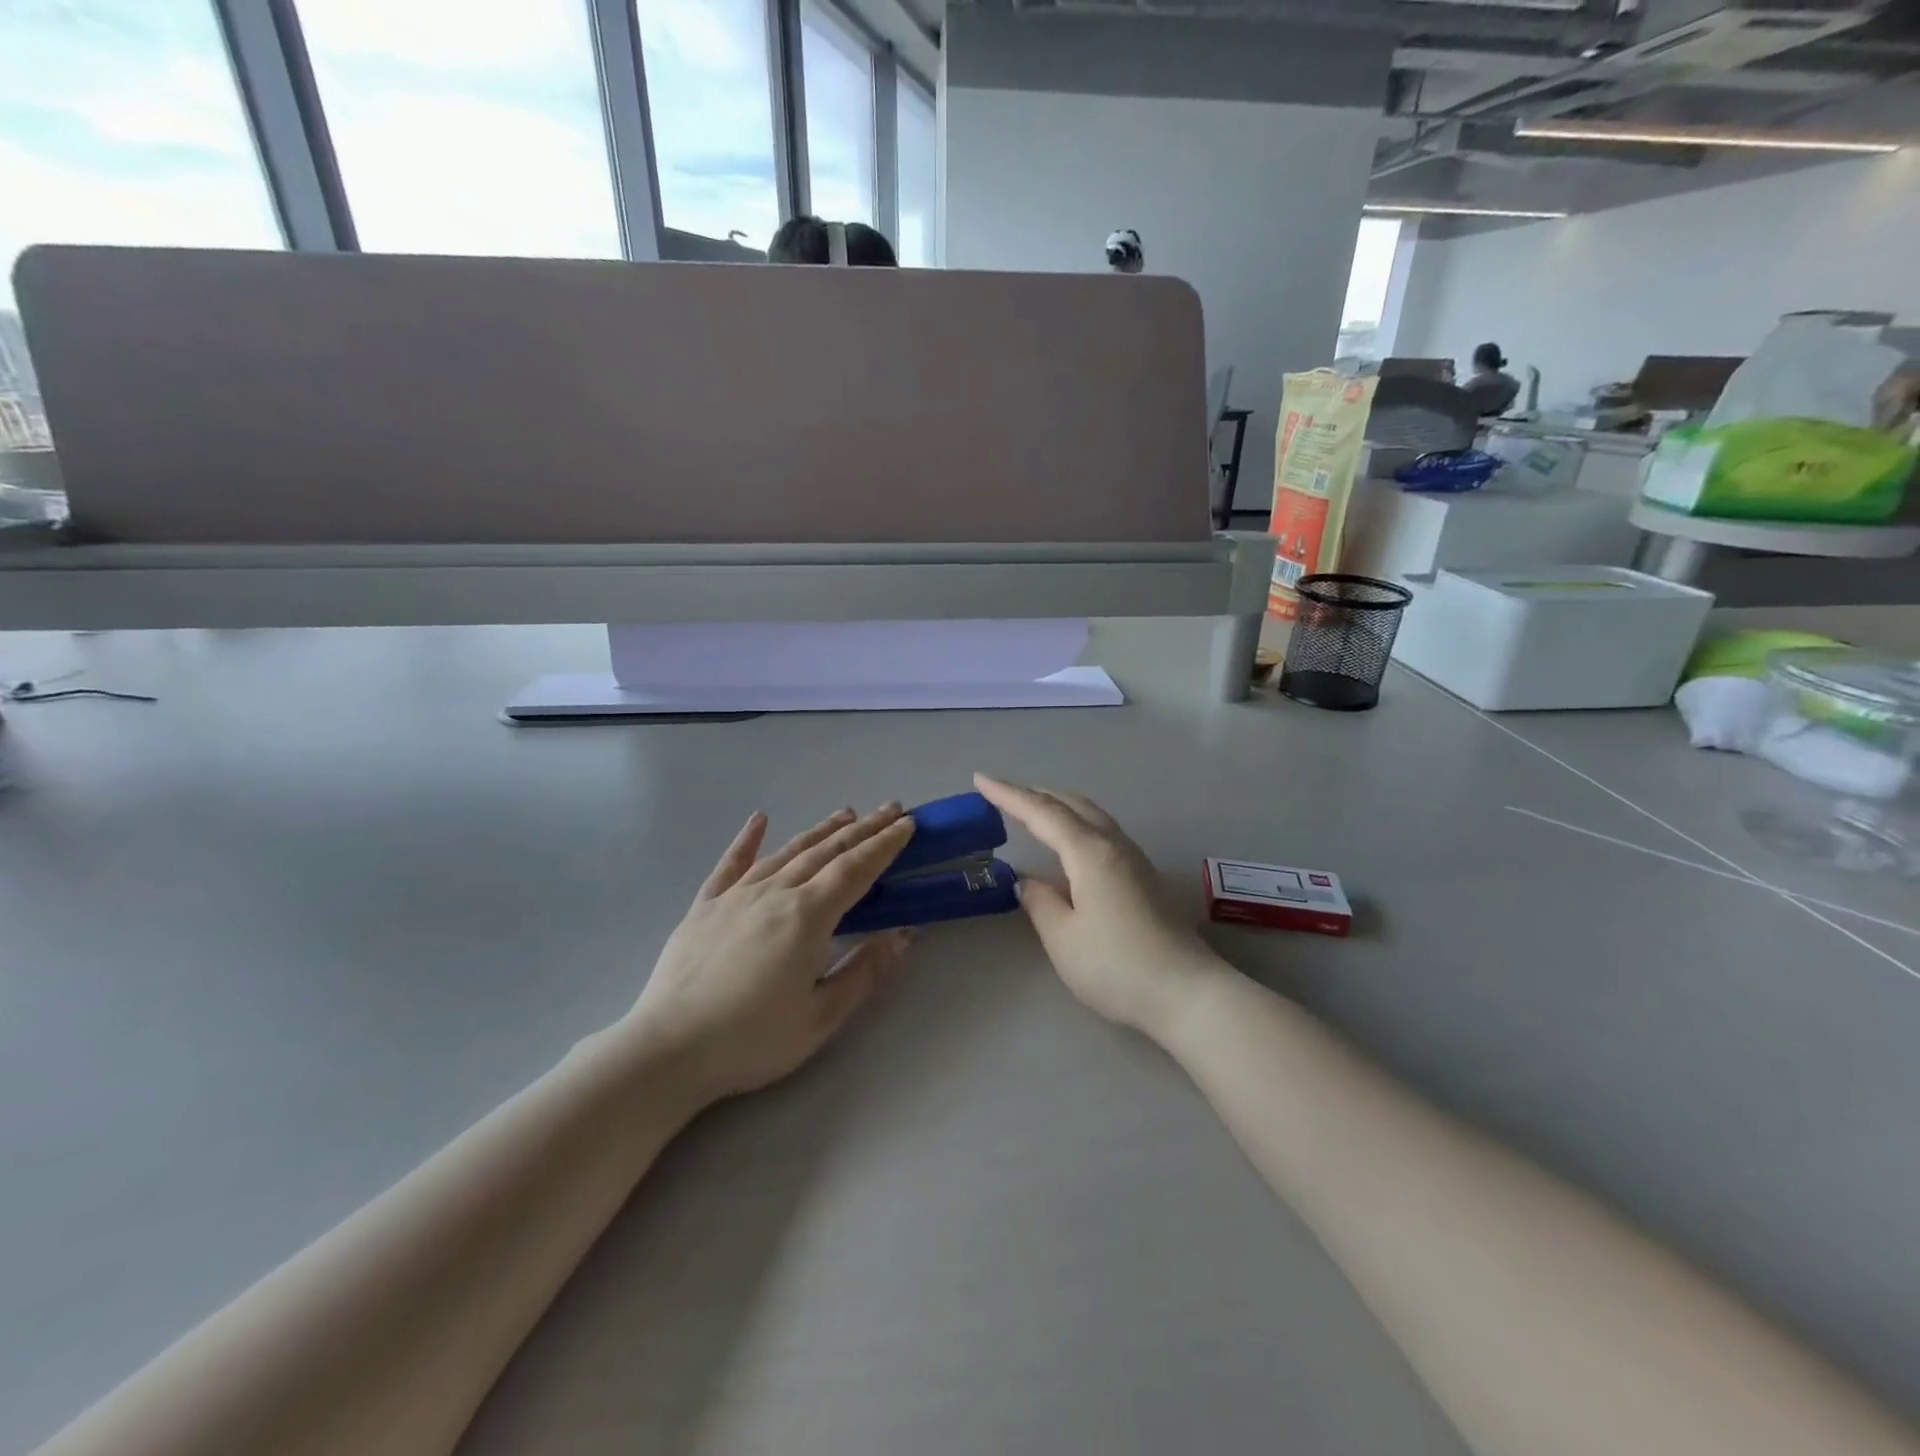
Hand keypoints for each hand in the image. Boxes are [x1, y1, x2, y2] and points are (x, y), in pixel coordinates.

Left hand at [628, 804, 916, 1101]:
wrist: (670, 1049)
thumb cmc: (752, 1039)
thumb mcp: (821, 1017)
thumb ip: (864, 971)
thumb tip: (905, 934)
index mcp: (808, 916)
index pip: (856, 870)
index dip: (885, 845)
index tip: (908, 824)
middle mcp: (776, 893)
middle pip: (827, 852)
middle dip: (863, 829)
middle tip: (890, 809)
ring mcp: (737, 896)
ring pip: (787, 852)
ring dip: (820, 831)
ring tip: (845, 814)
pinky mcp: (705, 907)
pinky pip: (730, 864)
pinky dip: (747, 839)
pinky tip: (759, 819)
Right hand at [974, 774, 1230, 1042]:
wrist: (1186, 992)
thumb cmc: (1117, 965)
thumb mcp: (1063, 938)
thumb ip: (1040, 902)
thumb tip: (1027, 881)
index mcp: (1089, 852)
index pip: (1042, 813)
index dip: (1009, 795)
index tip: (980, 779)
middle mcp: (1113, 845)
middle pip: (1071, 805)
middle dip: (1035, 794)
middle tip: (1003, 794)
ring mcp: (1134, 859)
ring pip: (1091, 815)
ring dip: (1059, 806)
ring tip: (1033, 810)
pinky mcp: (1145, 876)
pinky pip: (1103, 832)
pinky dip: (1077, 824)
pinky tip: (1070, 844)